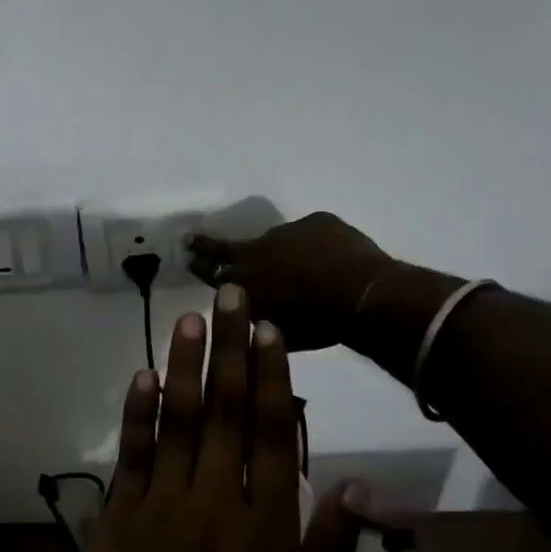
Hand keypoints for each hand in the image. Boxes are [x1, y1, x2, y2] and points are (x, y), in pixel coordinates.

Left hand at [57, 285, 361, 551]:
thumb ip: (332, 551)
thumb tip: (356, 484)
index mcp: (268, 528)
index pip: (270, 432)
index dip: (270, 374)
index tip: (269, 327)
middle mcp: (217, 503)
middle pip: (224, 410)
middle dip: (228, 346)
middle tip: (229, 292)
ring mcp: (162, 507)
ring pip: (176, 421)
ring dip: (182, 364)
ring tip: (189, 317)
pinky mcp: (120, 520)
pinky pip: (130, 456)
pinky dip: (135, 414)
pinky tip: (141, 376)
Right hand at [186, 212, 394, 351]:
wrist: (362, 297)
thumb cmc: (317, 324)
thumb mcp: (277, 331)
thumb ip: (258, 317)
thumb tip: (254, 313)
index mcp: (242, 283)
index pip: (210, 272)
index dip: (199, 265)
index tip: (188, 257)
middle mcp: (255, 252)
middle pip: (224, 247)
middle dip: (205, 245)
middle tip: (191, 239)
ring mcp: (286, 232)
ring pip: (276, 242)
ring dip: (281, 252)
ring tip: (302, 266)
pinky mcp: (316, 221)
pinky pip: (310, 234)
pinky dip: (315, 245)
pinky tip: (331, 259)